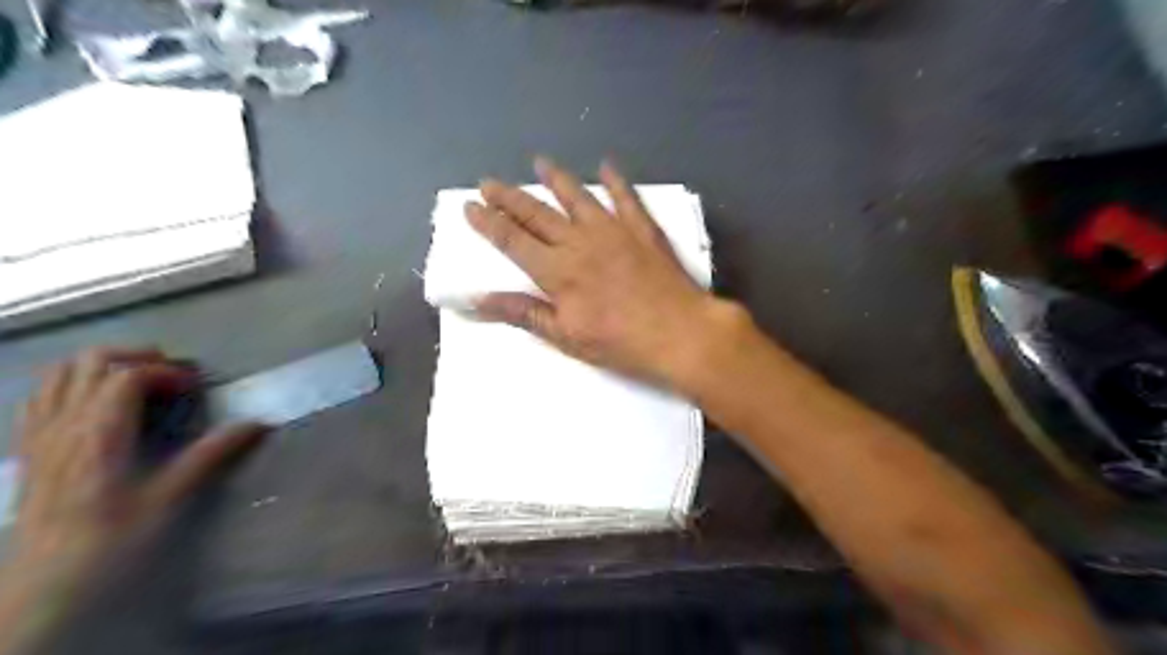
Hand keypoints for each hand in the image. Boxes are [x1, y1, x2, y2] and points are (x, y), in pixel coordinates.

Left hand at [5, 349, 262, 583]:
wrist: (46, 584)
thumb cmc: (114, 538)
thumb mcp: (171, 496)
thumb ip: (213, 454)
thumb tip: (260, 423)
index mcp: (100, 433)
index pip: (128, 376)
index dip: (168, 372)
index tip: (196, 387)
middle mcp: (65, 425)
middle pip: (90, 362)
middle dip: (135, 356)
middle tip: (171, 374)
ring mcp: (41, 435)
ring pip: (60, 374)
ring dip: (101, 365)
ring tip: (137, 378)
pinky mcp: (30, 449)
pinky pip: (40, 396)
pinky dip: (69, 383)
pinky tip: (93, 399)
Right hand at [464, 154, 740, 385]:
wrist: (682, 333)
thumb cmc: (622, 343)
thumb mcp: (567, 337)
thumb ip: (524, 313)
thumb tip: (478, 299)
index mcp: (558, 271)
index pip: (513, 241)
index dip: (489, 223)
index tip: (470, 206)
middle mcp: (580, 242)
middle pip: (537, 213)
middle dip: (509, 197)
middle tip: (489, 182)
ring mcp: (614, 231)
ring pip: (578, 197)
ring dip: (556, 179)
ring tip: (540, 163)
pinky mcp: (643, 229)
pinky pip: (626, 197)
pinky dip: (615, 180)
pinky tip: (607, 165)